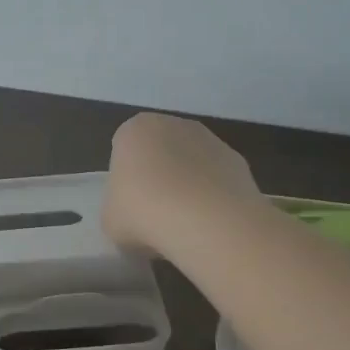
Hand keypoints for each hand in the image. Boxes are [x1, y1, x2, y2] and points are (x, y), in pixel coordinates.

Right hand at [102, 113, 260, 256]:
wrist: (206, 221)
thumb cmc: (144, 213)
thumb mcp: (111, 220)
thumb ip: (117, 210)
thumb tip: (132, 217)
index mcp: (134, 130)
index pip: (124, 150)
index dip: (126, 180)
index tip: (130, 206)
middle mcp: (173, 124)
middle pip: (161, 152)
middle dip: (159, 178)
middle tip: (156, 215)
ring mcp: (210, 140)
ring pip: (191, 164)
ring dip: (188, 186)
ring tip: (185, 225)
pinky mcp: (238, 160)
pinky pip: (217, 179)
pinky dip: (213, 197)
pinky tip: (210, 224)